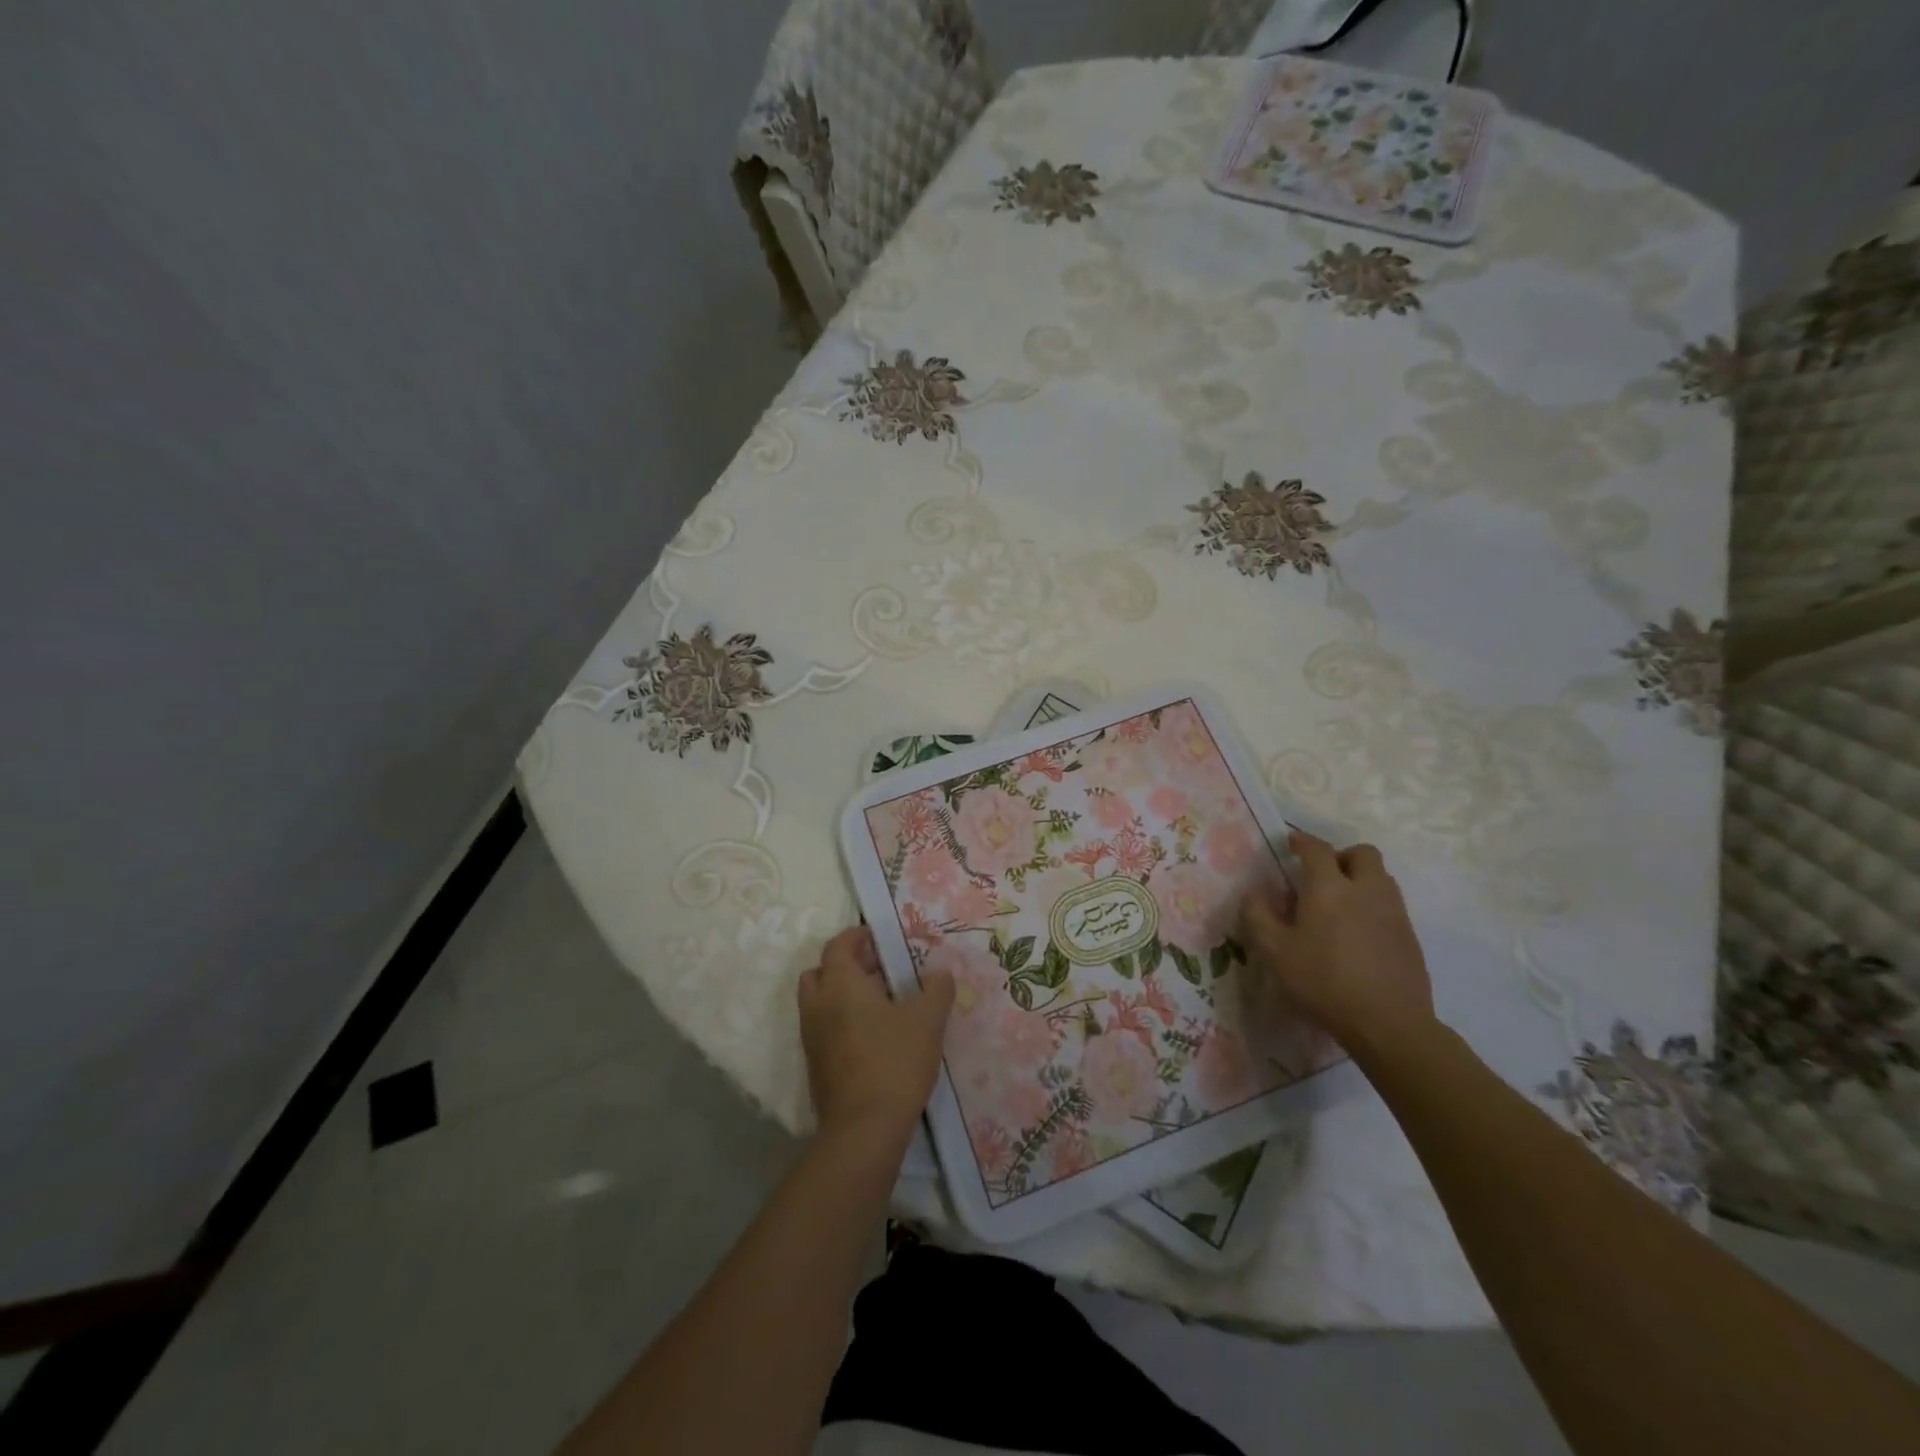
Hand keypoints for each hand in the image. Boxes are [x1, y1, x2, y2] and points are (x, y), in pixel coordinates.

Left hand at [798, 926, 954, 1147]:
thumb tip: (940, 973)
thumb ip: (936, 989)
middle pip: (821, 971)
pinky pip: (823, 1028)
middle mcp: (818, 1005)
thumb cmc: (894, 1061)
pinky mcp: (815, 1065)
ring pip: (820, 1001)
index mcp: (840, 984)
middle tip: (879, 969)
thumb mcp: (928, 1020)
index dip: (857, 936)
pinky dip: (841, 1020)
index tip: (879, 938)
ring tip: (880, 1003)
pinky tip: (873, 1035)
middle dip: (846, 965)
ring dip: (842, 994)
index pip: (838, 945)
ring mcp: (812, 1037)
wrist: (863, 1129)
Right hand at [1239, 831, 1433, 1054]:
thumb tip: (1254, 893)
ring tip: (1340, 906)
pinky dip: (1373, 906)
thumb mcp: (1275, 952)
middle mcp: (1365, 890)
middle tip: (1322, 876)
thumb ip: (1258, 916)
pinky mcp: (1410, 937)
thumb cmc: (1323, 982)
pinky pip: (1391, 905)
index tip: (1291, 844)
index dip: (1302, 842)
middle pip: (1362, 853)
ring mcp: (1394, 912)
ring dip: (1360, 880)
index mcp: (1329, 888)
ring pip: (1381, 878)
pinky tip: (1358, 935)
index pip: (1317, 849)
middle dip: (1341, 856)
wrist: (1389, 1023)